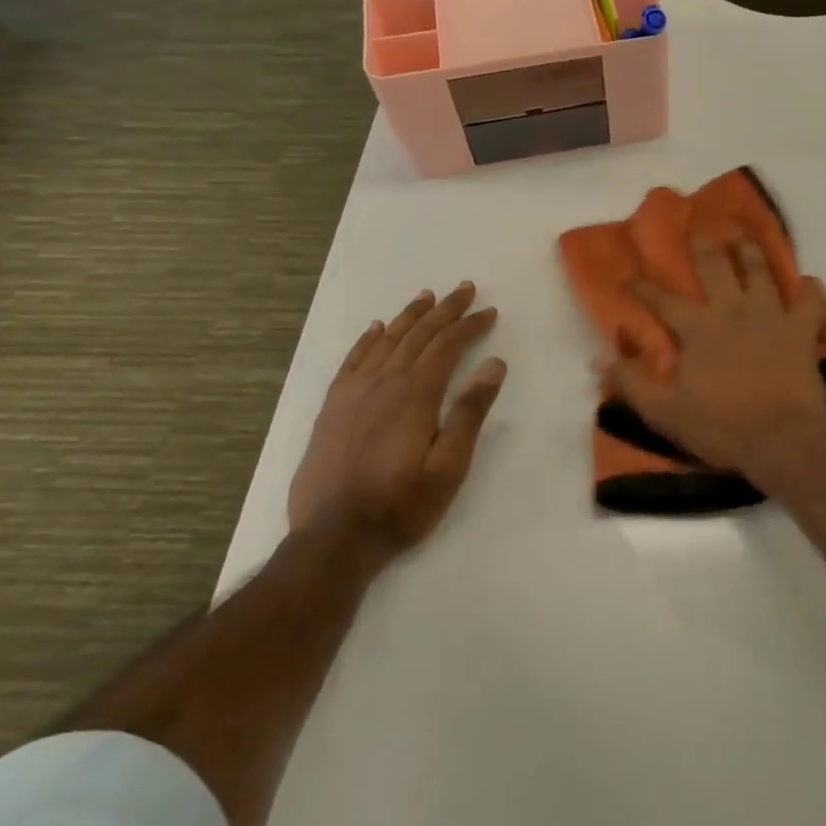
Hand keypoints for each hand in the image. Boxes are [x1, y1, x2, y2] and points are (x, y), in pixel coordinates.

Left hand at [288, 282, 505, 551]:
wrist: (334, 537)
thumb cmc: (402, 505)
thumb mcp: (450, 466)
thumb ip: (470, 412)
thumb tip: (494, 364)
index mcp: (415, 394)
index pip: (447, 346)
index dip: (469, 325)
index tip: (489, 312)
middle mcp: (383, 382)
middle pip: (418, 335)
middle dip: (445, 310)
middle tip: (465, 289)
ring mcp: (353, 392)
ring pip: (386, 341)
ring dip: (409, 317)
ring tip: (426, 297)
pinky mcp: (332, 407)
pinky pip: (352, 360)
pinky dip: (368, 340)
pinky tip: (376, 329)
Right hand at [606, 236, 825, 475]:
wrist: (781, 440)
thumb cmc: (720, 425)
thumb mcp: (664, 411)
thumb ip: (632, 382)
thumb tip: (603, 358)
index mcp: (697, 328)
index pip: (662, 300)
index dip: (642, 288)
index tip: (628, 279)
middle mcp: (733, 309)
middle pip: (716, 266)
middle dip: (704, 245)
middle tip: (701, 228)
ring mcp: (771, 315)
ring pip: (761, 271)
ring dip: (752, 252)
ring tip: (745, 238)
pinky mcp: (802, 330)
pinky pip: (813, 300)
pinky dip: (812, 289)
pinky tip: (809, 284)